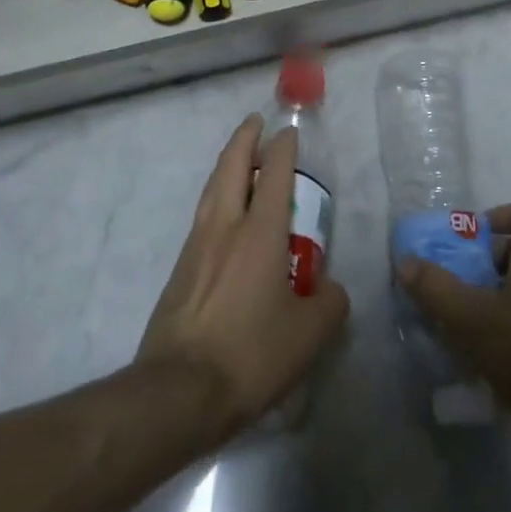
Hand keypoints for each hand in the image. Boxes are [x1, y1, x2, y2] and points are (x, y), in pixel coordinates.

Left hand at [138, 115, 349, 440]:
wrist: (180, 389)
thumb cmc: (251, 354)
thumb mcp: (309, 335)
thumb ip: (329, 304)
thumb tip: (331, 290)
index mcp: (259, 233)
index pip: (274, 175)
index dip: (282, 148)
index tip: (287, 131)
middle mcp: (224, 228)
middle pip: (231, 167)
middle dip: (244, 139)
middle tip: (254, 122)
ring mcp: (196, 246)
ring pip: (211, 190)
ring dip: (226, 166)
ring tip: (238, 160)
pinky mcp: (180, 270)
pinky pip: (202, 218)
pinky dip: (215, 199)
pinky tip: (223, 217)